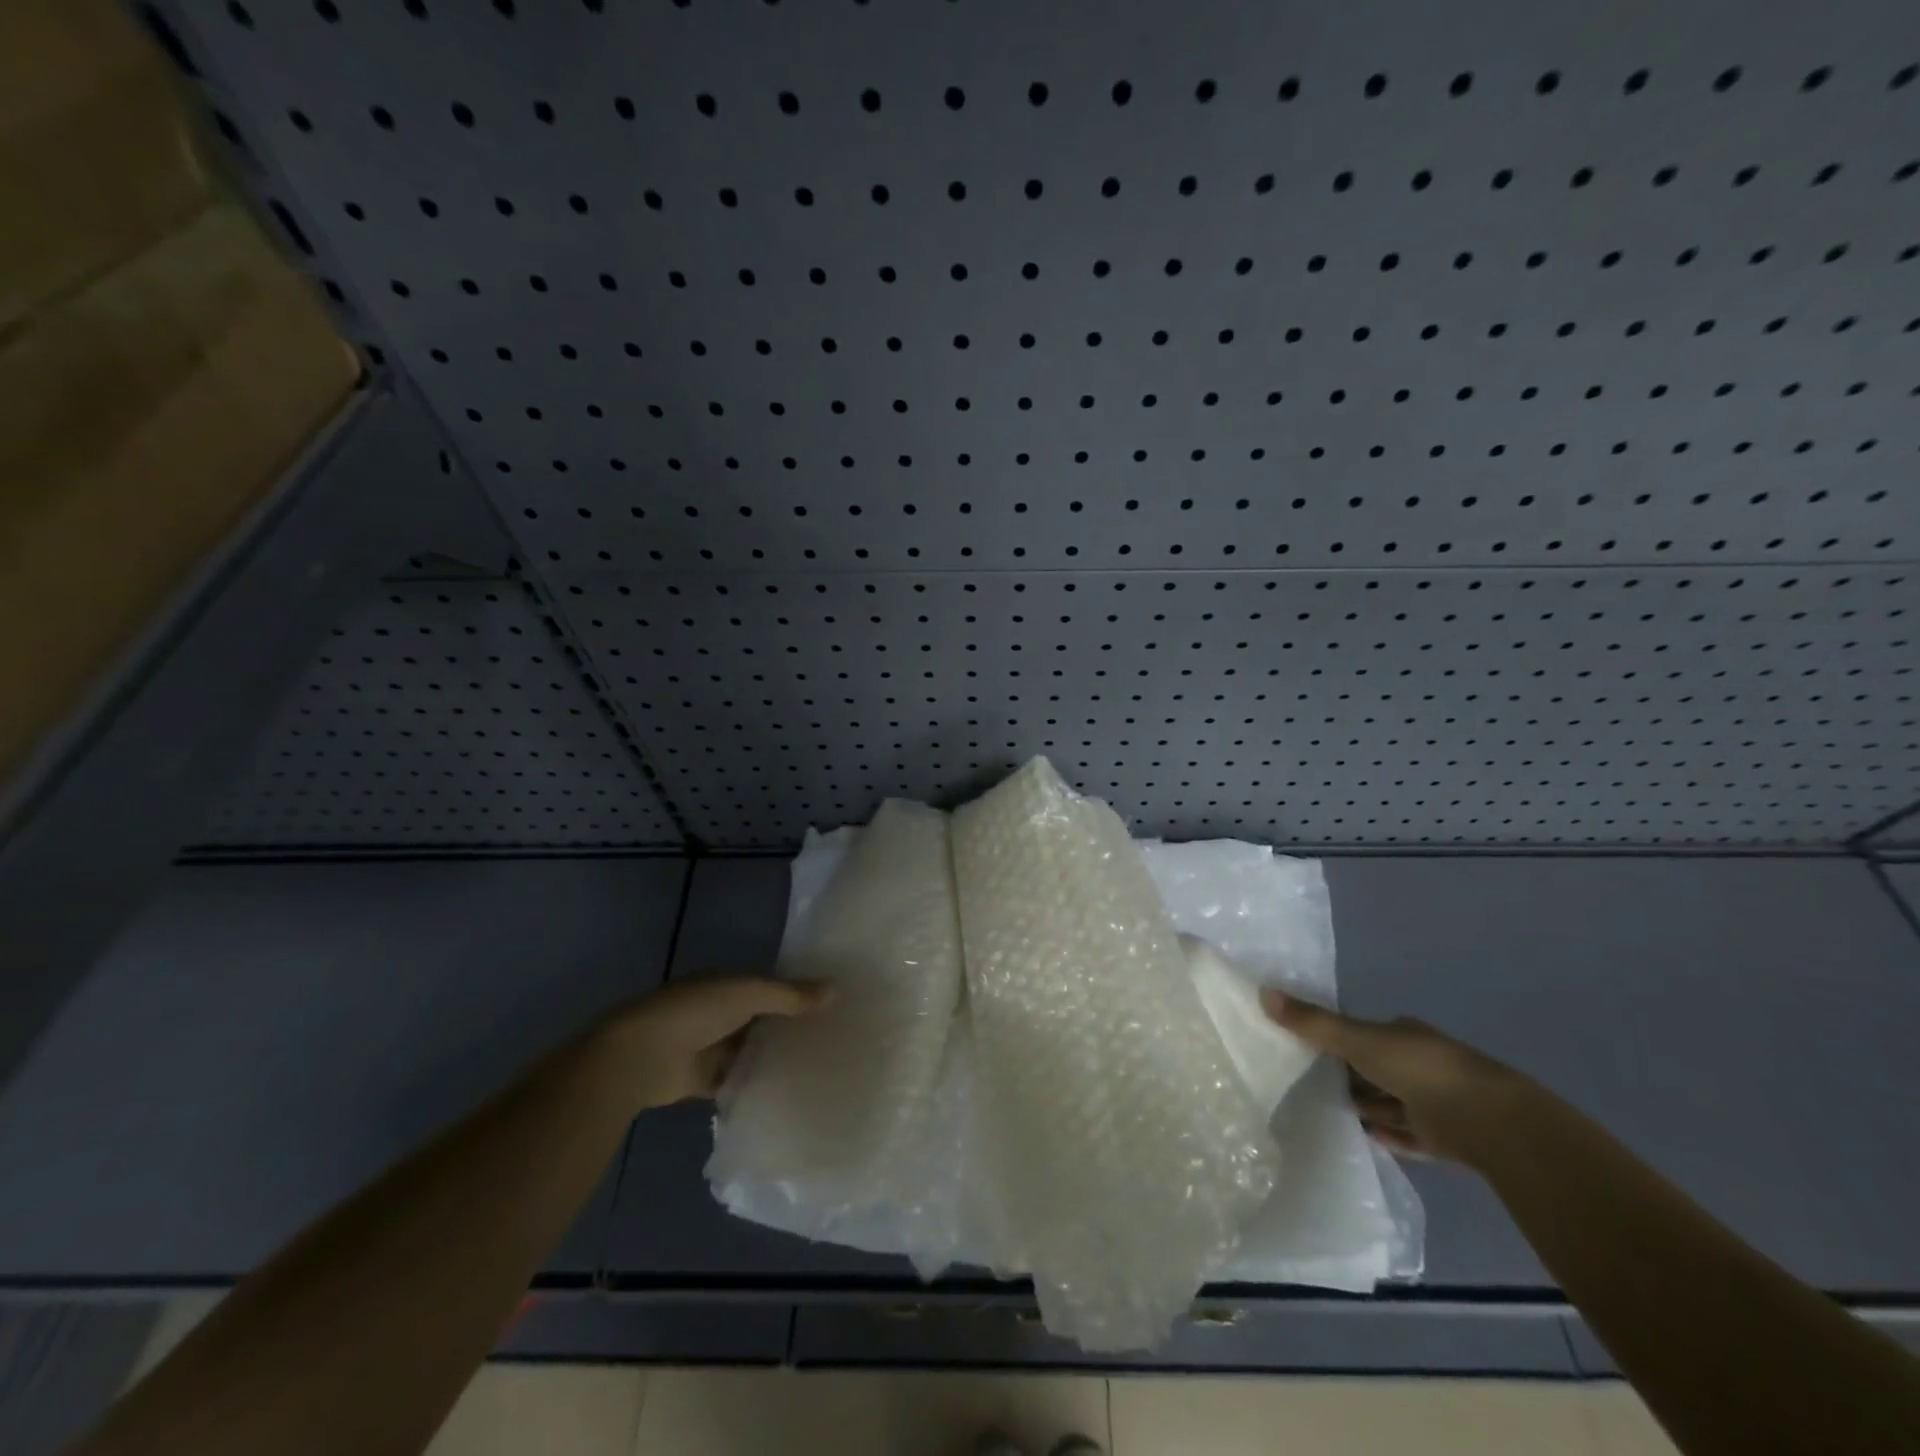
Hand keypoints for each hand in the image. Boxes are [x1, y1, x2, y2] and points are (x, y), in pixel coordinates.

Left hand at [600, 975, 827, 1110]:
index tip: (830, 1004)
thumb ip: (789, 995)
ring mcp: (709, 1047)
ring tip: (817, 1067)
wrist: (638, 1056)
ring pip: (750, 1051)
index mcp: (726, 984)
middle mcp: (718, 1012)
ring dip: (773, 1057)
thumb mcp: (747, 993)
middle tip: (832, 1038)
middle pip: (761, 1019)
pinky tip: (787, 1093)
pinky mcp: (702, 1081)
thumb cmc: (694, 1011)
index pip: (768, 985)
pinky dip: (755, 1086)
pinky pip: (736, 1081)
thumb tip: (835, 990)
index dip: (796, 993)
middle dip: (789, 1027)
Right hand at [1261, 991, 1536, 1166]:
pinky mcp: (1443, 1137)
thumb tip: (1262, 992)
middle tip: (1304, 1086)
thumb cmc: (1419, 1068)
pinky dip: (1385, 1134)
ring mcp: (1434, 1101)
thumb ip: (1313, 1023)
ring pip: (1388, 1102)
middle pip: (1373, 1069)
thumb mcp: (1357, 1040)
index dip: (1335, 1041)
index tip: (1304, 1051)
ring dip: (1363, 1107)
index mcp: (1402, 1034)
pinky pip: (1405, 1134)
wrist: (1489, 1122)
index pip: (1362, 1035)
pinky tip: (1359, 1139)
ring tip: (1321, 1114)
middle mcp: (1418, 1063)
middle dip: (1346, 1077)